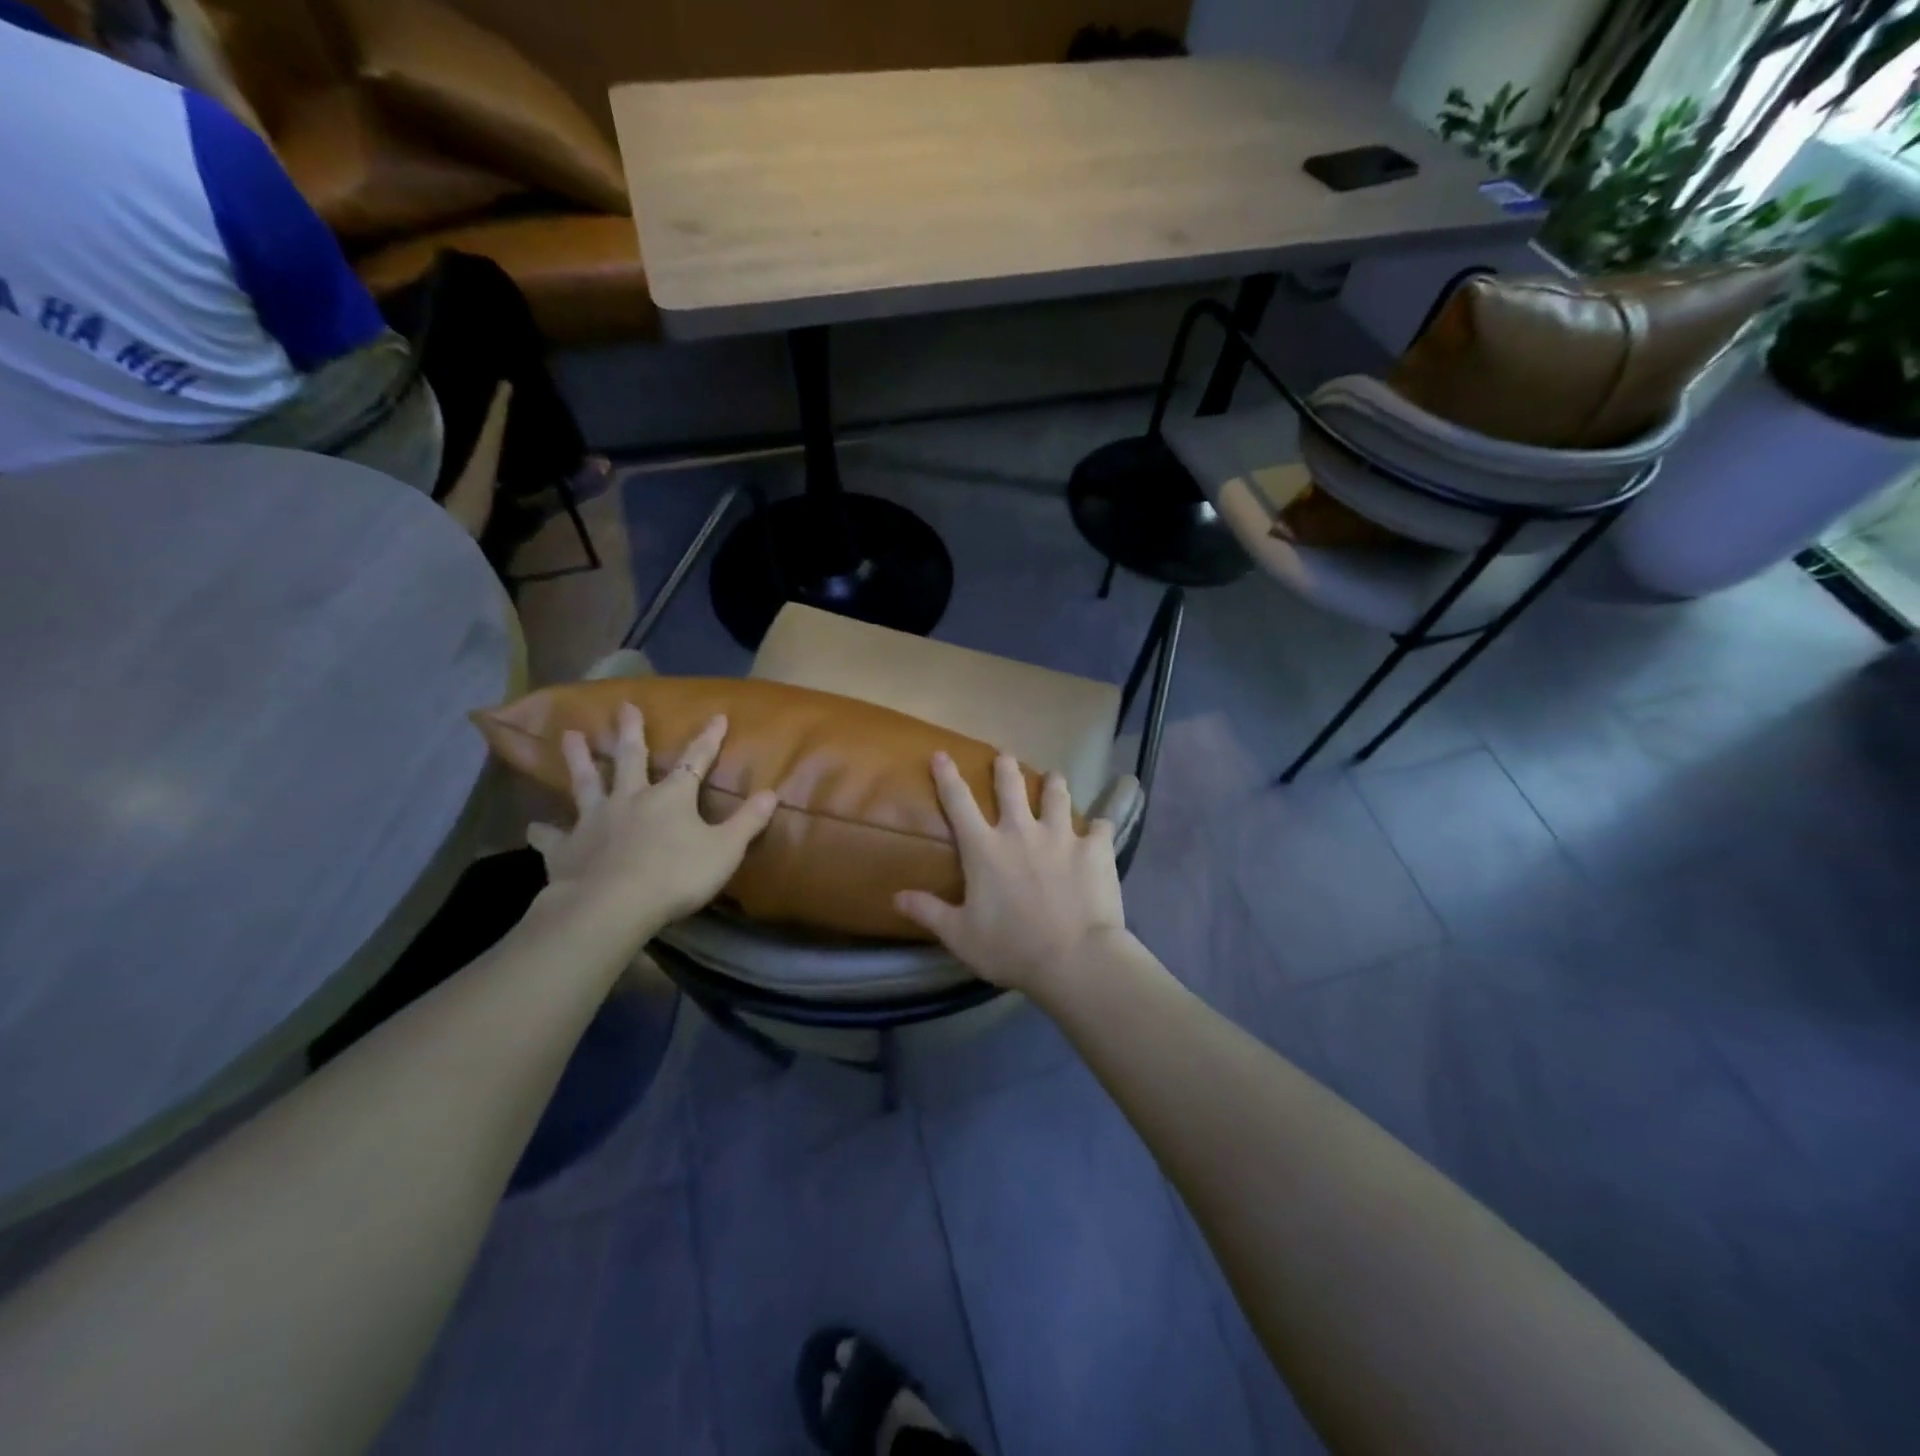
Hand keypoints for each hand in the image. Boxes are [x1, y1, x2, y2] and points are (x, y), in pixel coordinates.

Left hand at [527, 704, 777, 944]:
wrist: (613, 905)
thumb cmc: (676, 875)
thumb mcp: (725, 849)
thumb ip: (748, 822)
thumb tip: (772, 793)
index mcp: (671, 797)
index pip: (696, 760)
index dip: (708, 739)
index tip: (717, 716)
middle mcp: (631, 799)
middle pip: (630, 759)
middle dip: (631, 732)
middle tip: (623, 706)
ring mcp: (595, 820)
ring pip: (586, 783)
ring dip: (578, 759)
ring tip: (569, 736)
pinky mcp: (566, 848)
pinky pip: (553, 836)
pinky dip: (544, 831)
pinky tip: (534, 827)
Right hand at [894, 751, 1126, 995]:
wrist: (1074, 958)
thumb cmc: (1011, 948)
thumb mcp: (961, 936)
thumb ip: (929, 912)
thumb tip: (896, 896)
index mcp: (985, 849)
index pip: (958, 803)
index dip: (947, 776)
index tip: (941, 754)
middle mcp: (1021, 832)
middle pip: (1011, 786)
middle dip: (1005, 767)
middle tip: (1005, 755)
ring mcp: (1061, 836)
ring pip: (1057, 795)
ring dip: (1053, 783)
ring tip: (1054, 777)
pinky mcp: (1095, 848)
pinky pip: (1100, 827)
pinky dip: (1098, 827)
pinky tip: (1100, 828)